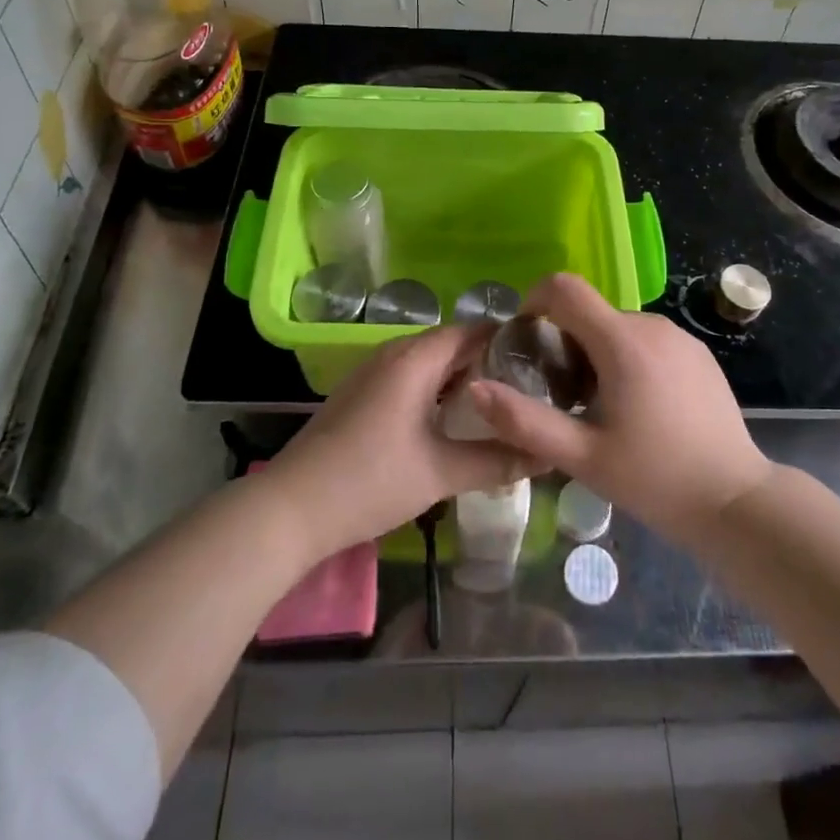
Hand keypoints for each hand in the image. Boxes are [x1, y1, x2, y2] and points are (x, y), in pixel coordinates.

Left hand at [262, 325, 535, 557]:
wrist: (291, 508)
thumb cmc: (370, 481)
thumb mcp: (441, 473)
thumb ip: (497, 460)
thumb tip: (548, 455)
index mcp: (415, 358)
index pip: (472, 330)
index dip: (508, 340)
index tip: (542, 360)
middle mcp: (394, 352)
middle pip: (451, 343)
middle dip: (488, 361)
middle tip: (528, 387)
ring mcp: (373, 371)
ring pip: (430, 362)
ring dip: (461, 377)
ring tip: (499, 403)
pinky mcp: (361, 393)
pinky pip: (410, 376)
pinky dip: (436, 389)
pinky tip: (452, 420)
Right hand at [468, 274, 773, 546]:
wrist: (737, 502)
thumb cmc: (656, 480)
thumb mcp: (582, 457)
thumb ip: (524, 421)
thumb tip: (476, 388)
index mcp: (621, 341)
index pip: (565, 288)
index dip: (535, 301)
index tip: (525, 338)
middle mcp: (651, 325)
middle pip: (589, 311)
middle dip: (565, 340)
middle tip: (562, 394)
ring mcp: (679, 336)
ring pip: (617, 326)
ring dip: (596, 351)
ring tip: (599, 406)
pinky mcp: (698, 352)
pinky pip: (646, 339)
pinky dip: (627, 357)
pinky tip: (637, 407)